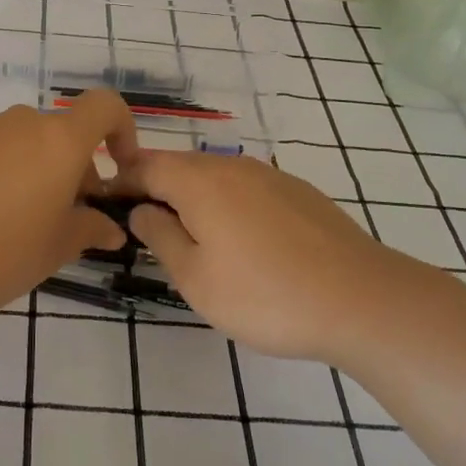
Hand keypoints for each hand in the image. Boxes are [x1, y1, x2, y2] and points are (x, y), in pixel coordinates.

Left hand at [0, 90, 140, 323]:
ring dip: (45, 171)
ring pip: (31, 143)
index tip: (120, 168)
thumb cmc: (5, 250)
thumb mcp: (60, 245)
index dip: (123, 129)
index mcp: (59, 139)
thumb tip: (112, 229)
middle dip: (80, 166)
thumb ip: (92, 228)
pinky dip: (11, 173)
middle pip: (65, 131)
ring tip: (33, 222)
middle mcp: (23, 124)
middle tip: (75, 214)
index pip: (105, 106)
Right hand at [125, 151, 417, 364]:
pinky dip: (226, 203)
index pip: (144, 166)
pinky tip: (237, 238)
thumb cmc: (266, 295)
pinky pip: (245, 187)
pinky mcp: (297, 192)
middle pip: (179, 166)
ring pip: (215, 176)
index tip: (104, 202)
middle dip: (154, 188)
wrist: (361, 299)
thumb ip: (161, 238)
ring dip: (191, 196)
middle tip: (141, 224)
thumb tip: (141, 211)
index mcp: (199, 181)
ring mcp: (269, 175)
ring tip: (187, 234)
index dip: (121, 181)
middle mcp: (231, 166)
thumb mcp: (196, 279)